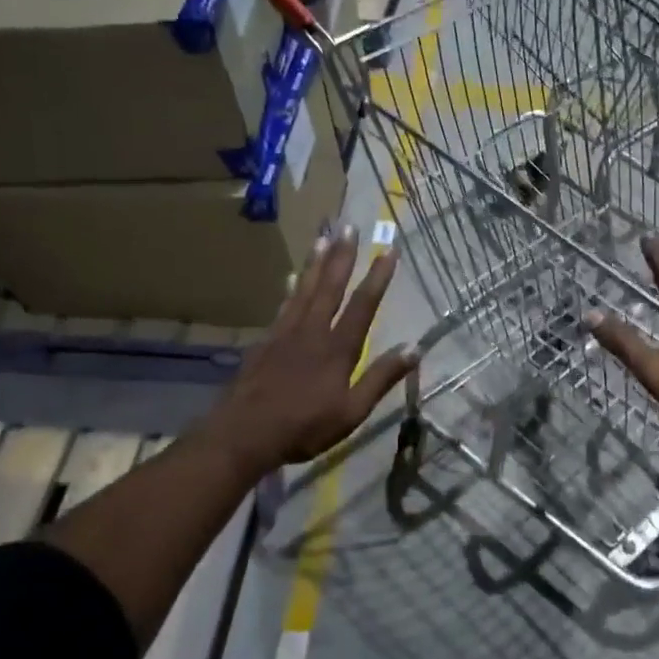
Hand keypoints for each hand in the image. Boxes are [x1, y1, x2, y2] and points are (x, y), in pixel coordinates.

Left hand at [205, 226, 417, 473]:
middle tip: (350, 226)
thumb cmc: (304, 427)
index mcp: (337, 349)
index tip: (389, 250)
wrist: (244, 433)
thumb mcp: (352, 411)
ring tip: (324, 237)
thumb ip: (381, 378)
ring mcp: (285, 333)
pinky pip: (284, 305)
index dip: (377, 277)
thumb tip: (415, 349)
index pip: (363, 305)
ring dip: (317, 262)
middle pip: (330, 286)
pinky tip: (292, 278)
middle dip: (343, 255)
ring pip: (305, 289)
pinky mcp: (266, 341)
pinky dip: (291, 288)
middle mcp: (312, 331)